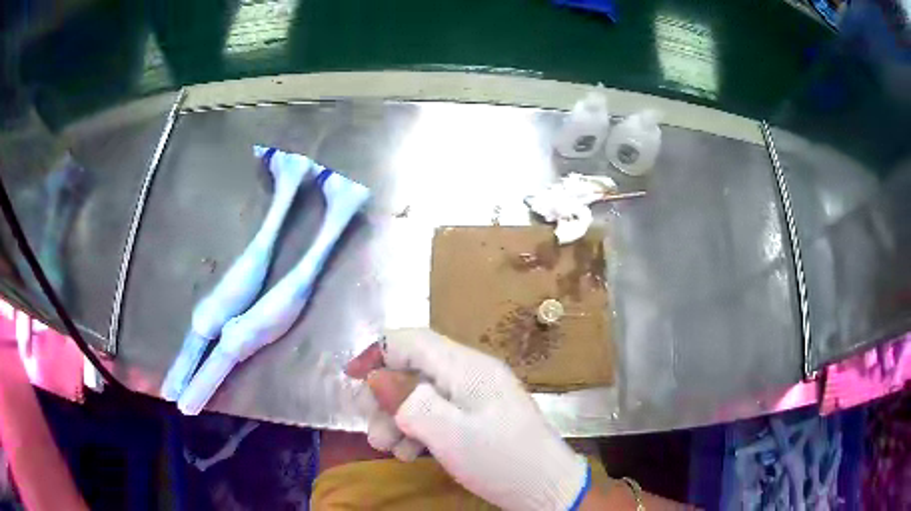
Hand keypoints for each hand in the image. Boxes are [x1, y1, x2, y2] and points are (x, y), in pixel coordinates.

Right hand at [346, 328, 587, 510]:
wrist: (548, 489)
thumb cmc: (501, 460)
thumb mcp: (448, 433)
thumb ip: (408, 401)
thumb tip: (376, 377)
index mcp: (466, 366)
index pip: (411, 340)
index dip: (376, 354)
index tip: (350, 379)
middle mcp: (470, 374)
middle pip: (412, 370)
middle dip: (385, 399)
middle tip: (374, 434)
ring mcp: (475, 397)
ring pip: (421, 395)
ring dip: (398, 420)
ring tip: (389, 449)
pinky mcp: (477, 418)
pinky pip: (438, 413)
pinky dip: (418, 430)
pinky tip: (411, 453)